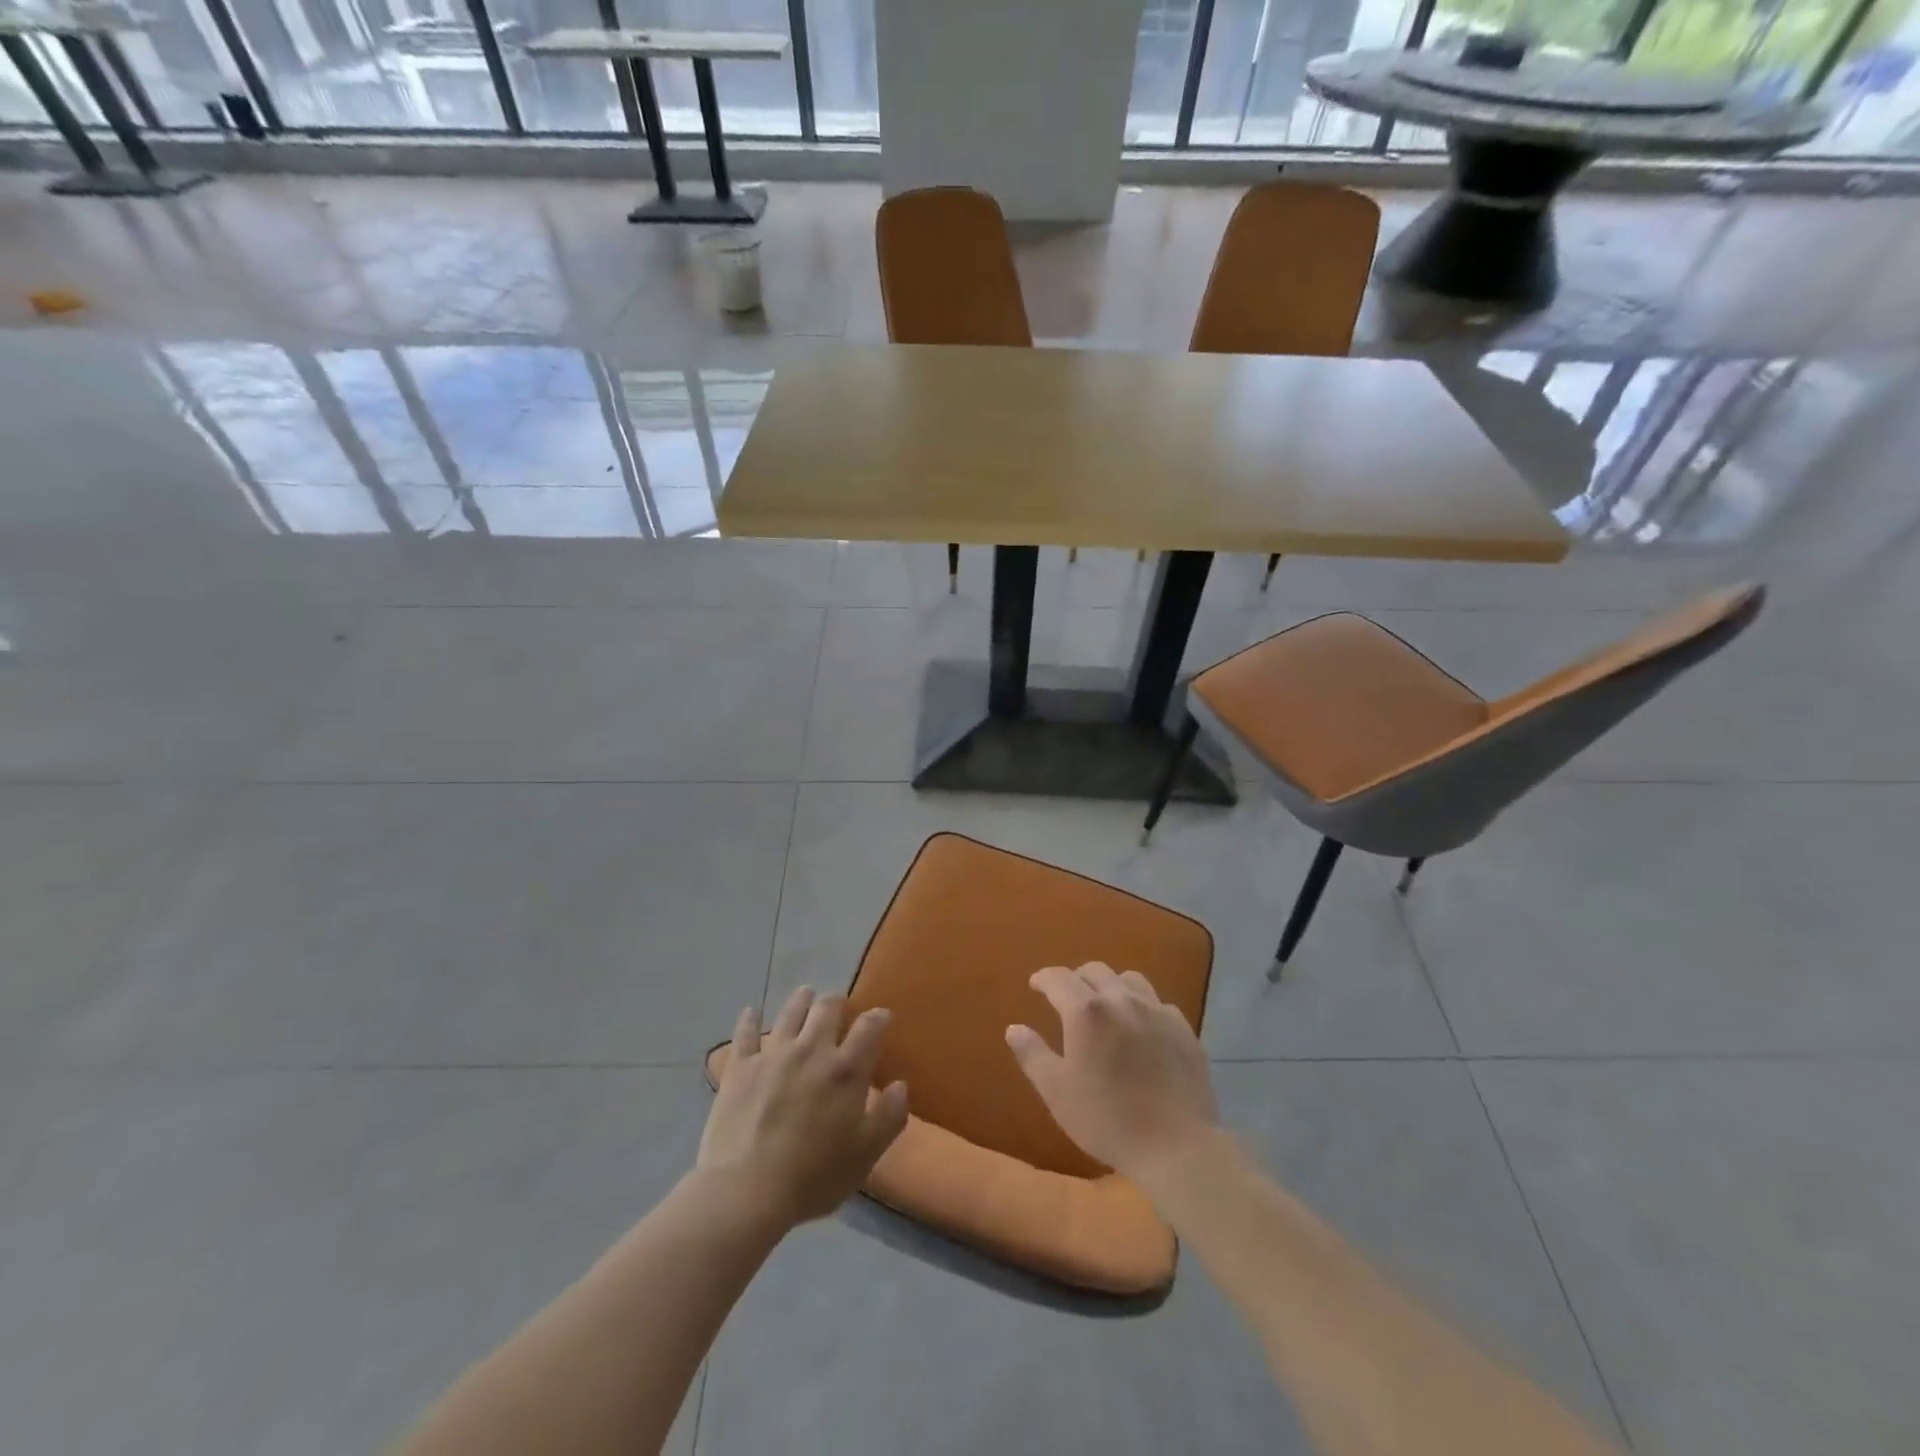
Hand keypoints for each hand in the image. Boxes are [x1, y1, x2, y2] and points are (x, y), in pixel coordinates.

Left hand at [698, 986, 909, 1227]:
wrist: (746, 1190)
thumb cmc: (813, 1176)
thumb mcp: (865, 1155)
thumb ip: (889, 1117)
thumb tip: (901, 1085)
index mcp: (846, 1070)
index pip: (869, 1028)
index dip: (878, 1017)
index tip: (882, 1016)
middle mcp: (811, 1050)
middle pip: (826, 1008)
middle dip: (836, 1002)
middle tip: (838, 1005)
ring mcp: (772, 1054)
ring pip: (789, 1012)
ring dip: (801, 1000)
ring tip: (805, 995)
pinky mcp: (740, 1066)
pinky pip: (745, 1033)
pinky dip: (750, 1019)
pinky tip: (752, 1012)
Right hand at [1005, 962, 1219, 1189]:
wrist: (1176, 1146)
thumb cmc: (1107, 1120)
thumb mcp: (1057, 1092)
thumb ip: (1032, 1055)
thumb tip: (1014, 1028)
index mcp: (1086, 1012)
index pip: (1058, 978)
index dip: (1044, 978)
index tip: (1035, 985)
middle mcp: (1121, 999)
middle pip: (1095, 971)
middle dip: (1076, 979)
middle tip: (1067, 998)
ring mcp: (1157, 1011)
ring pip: (1129, 979)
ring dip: (1111, 985)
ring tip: (1105, 1006)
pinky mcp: (1183, 1029)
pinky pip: (1157, 1003)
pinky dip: (1141, 1006)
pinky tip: (1140, 1028)